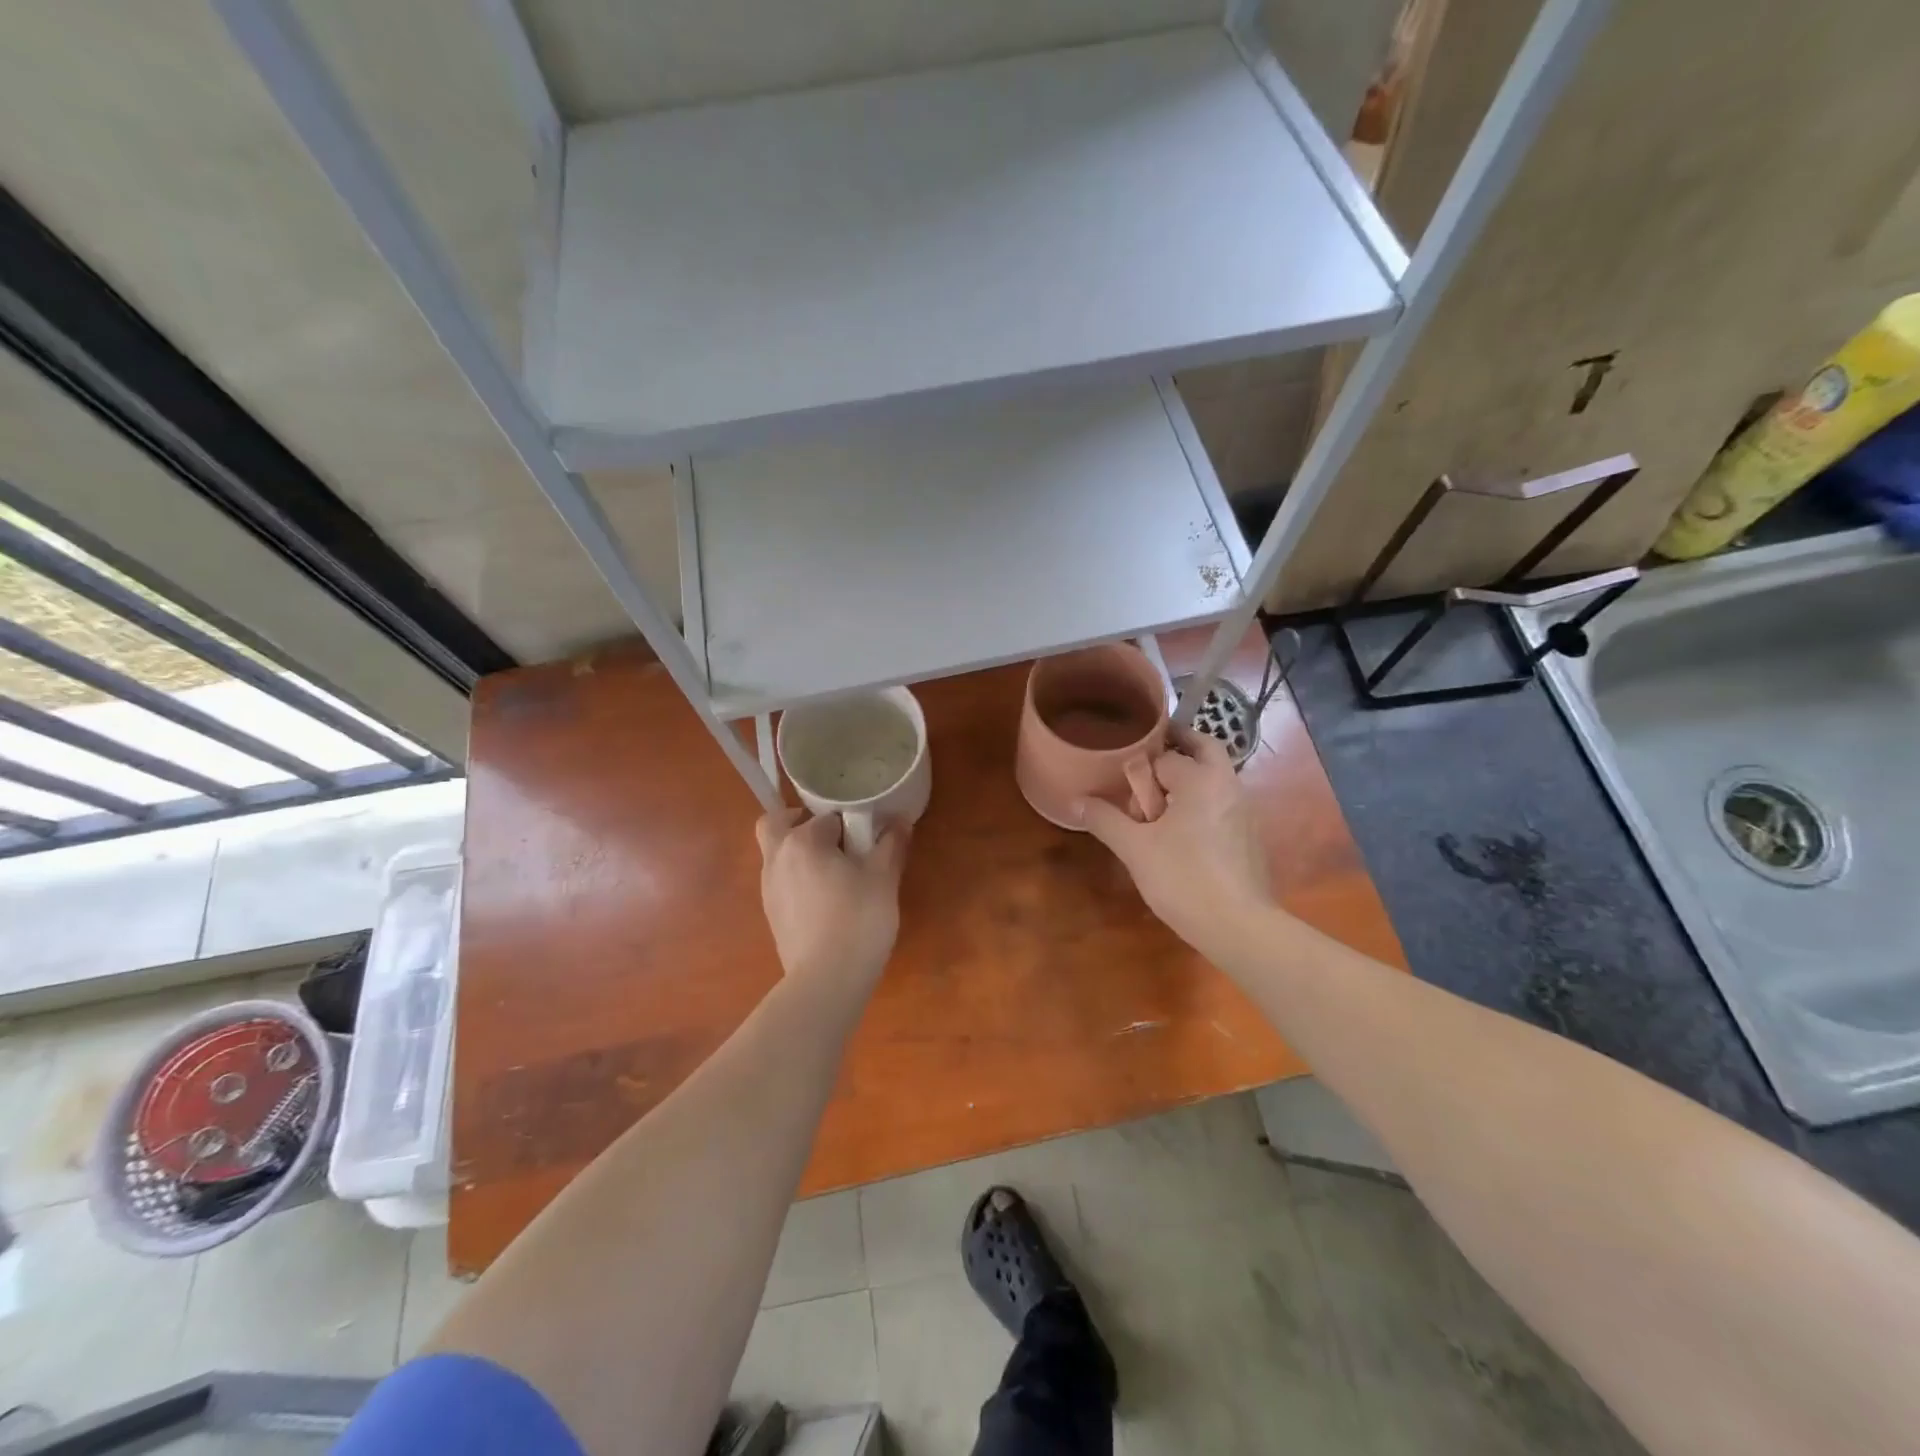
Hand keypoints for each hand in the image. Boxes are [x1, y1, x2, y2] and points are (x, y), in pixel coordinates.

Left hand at [755, 808, 910, 992]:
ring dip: (798, 851)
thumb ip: (891, 844)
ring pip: (776, 853)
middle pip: (778, 823)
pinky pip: (780, 881)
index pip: (826, 816)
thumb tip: (899, 821)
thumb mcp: (884, 878)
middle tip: (833, 837)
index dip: (849, 824)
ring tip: (834, 871)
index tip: (867, 839)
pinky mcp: (771, 914)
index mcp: (802, 841)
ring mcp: (768, 887)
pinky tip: (824, 899)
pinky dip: (797, 878)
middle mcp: (777, 857)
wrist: (826, 980)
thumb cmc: (858, 920)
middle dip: (800, 821)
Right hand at [1078, 725, 1271, 965]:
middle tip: (1148, 759)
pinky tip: (1181, 832)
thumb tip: (1076, 801)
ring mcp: (1245, 810)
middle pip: (1204, 748)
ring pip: (1215, 776)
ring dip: (1190, 777)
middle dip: (1178, 746)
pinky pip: (1222, 802)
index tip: (1123, 780)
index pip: (1165, 755)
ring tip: (1158, 801)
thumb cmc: (1183, 879)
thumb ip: (1105, 820)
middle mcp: (1228, 785)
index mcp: (1201, 779)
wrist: (1239, 926)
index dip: (1141, 767)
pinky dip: (1202, 802)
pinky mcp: (1250, 835)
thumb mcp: (1135, 849)